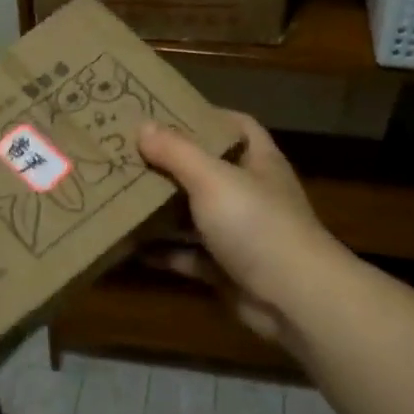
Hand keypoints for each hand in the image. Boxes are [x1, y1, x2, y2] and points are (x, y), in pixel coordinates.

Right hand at [137, 112, 345, 344]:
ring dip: (162, 209)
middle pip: (208, 171)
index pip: (236, 126)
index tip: (164, 114)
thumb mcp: (213, 179)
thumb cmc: (256, 224)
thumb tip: (143, 126)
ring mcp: (240, 234)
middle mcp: (251, 194)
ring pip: (195, 215)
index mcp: (258, 162)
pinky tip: (130, 247)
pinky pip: (188, 255)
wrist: (293, 299)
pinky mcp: (226, 269)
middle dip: (171, 164)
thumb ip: (177, 152)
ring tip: (120, 195)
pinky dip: (163, 252)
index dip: (205, 117)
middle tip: (128, 154)